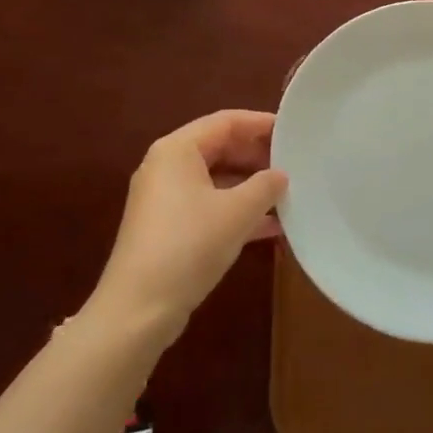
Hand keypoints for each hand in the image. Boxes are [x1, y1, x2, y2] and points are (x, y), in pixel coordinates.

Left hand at [88, 110, 287, 345]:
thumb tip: (281, 174)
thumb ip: (265, 186)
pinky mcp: (166, 228)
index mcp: (177, 150)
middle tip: (294, 163)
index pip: (226, 122)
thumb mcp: (236, 213)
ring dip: (250, 187)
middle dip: (257, 157)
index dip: (260, 124)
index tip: (292, 131)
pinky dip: (235, 211)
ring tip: (288, 194)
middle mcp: (166, 166)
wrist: (137, 311)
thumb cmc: (188, 246)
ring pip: (215, 180)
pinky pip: (207, 205)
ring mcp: (164, 199)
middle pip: (219, 148)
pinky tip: (269, 227)